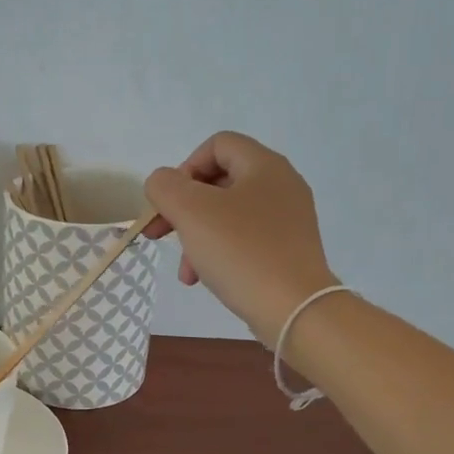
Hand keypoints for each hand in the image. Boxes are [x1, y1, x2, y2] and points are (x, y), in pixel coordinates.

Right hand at [144, 132, 338, 340]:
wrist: (294, 309)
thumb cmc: (240, 251)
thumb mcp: (190, 211)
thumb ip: (165, 186)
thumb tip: (163, 183)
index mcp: (264, 166)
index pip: (217, 145)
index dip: (185, 167)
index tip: (169, 202)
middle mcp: (281, 185)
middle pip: (219, 182)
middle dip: (183, 208)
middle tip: (160, 234)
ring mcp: (288, 219)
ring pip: (227, 215)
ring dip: (196, 236)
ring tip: (184, 270)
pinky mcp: (288, 249)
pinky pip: (243, 239)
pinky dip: (218, 252)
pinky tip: (204, 278)